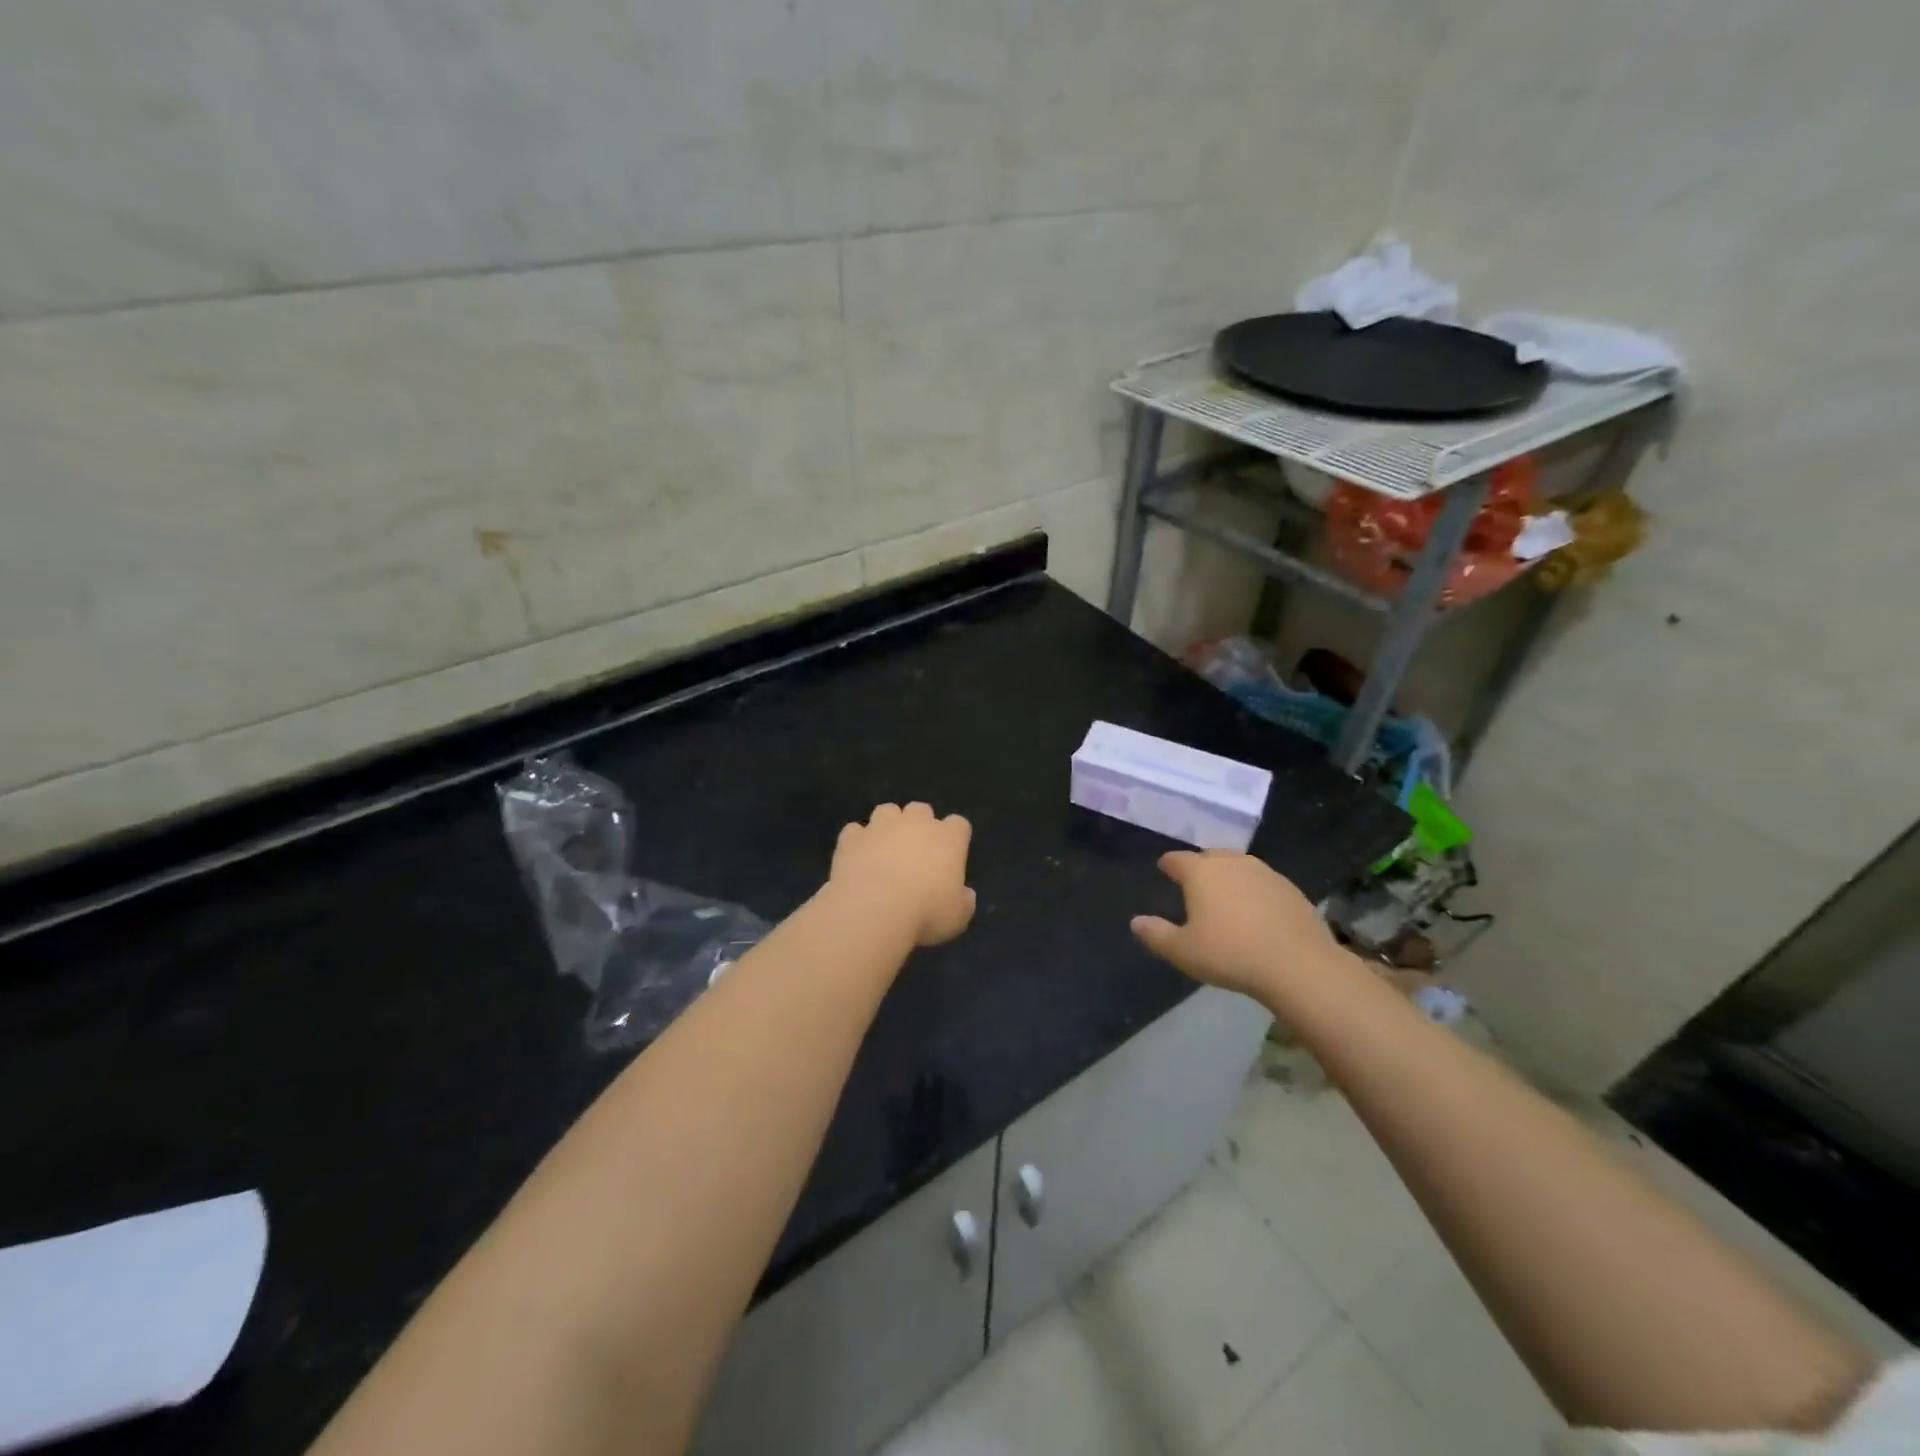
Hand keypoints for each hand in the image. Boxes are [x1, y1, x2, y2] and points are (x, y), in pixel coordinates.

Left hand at [831, 803, 975, 946]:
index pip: (958, 825)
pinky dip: (857, 841)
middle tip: (915, 852)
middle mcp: (916, 823)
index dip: (954, 838)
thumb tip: (964, 895)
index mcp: (948, 838)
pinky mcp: (852, 837)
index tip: (950, 856)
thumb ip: (963, 901)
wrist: (873, 909)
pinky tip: (857, 858)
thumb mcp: (958, 917)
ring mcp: (881, 826)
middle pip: (921, 810)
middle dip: (919, 825)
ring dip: (887, 825)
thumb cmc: (925, 913)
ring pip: (887, 811)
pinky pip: (855, 831)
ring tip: (884, 849)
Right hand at [1130, 851, 1340, 1000]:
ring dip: (1229, 876)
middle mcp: (1232, 863)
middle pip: (1210, 857)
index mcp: (1201, 872)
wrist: (1298, 965)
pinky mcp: (1291, 888)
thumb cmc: (1231, 954)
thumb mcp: (1183, 952)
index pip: (1177, 859)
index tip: (1164, 868)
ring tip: (1226, 895)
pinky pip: (1263, 882)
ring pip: (1239, 866)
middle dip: (1200, 866)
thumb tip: (1136, 922)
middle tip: (1195, 884)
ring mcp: (1265, 873)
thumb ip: (1157, 935)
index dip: (1168, 864)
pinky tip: (1256, 911)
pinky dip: (1254, 890)